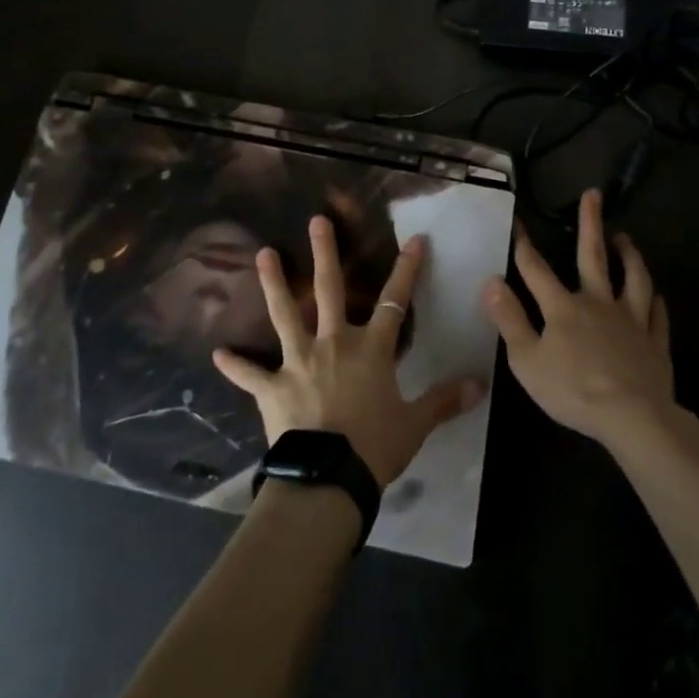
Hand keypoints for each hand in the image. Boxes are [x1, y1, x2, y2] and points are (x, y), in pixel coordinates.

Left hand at [213, 216, 488, 488]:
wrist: (328, 477)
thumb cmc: (374, 447)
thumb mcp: (415, 424)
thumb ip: (443, 400)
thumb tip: (480, 383)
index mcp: (370, 349)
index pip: (394, 302)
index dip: (406, 270)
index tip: (415, 239)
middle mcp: (332, 343)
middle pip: (329, 289)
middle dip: (325, 253)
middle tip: (316, 220)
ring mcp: (298, 361)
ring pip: (284, 313)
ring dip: (273, 283)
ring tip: (262, 254)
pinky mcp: (272, 386)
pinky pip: (250, 374)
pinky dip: (235, 365)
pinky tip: (218, 353)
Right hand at [482, 189, 683, 449]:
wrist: (633, 417)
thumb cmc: (572, 389)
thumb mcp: (526, 359)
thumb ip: (508, 319)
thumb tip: (490, 281)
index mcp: (563, 307)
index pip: (536, 269)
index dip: (523, 244)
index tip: (517, 220)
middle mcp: (598, 303)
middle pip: (593, 257)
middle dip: (590, 224)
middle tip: (593, 195)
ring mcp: (631, 321)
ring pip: (634, 279)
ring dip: (630, 256)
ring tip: (626, 238)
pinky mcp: (655, 344)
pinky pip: (657, 316)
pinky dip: (656, 303)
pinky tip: (658, 296)